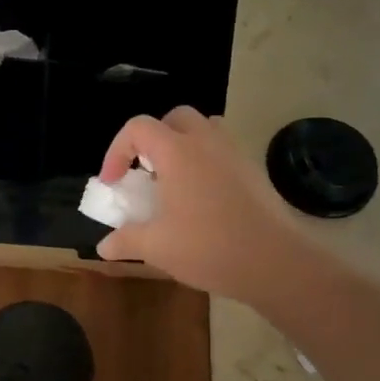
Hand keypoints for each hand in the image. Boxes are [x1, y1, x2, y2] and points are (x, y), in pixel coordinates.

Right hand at [96, 107, 300, 307]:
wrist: (275, 262)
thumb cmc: (208, 248)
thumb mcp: (156, 247)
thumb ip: (126, 241)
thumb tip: (104, 247)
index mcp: (177, 152)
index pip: (138, 128)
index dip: (116, 151)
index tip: (113, 183)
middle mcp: (207, 142)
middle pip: (174, 118)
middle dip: (153, 139)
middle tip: (144, 172)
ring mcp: (235, 154)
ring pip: (205, 129)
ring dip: (183, 145)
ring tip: (174, 180)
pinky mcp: (254, 171)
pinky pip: (223, 152)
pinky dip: (206, 163)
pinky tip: (202, 199)